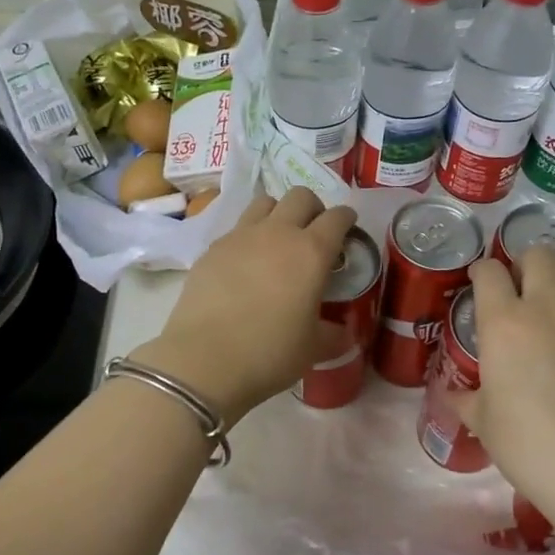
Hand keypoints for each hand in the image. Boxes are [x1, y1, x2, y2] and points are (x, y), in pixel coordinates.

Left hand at [133, 188, 356, 425]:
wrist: (205, 358)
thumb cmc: (270, 352)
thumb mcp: (313, 348)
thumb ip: (334, 334)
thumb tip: (345, 331)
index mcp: (311, 251)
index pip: (337, 217)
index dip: (346, 218)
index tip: (348, 228)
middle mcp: (278, 232)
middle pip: (300, 196)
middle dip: (313, 207)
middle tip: (314, 232)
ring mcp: (241, 236)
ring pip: (265, 202)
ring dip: (279, 213)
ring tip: (279, 238)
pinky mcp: (213, 247)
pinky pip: (238, 227)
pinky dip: (249, 235)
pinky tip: (247, 262)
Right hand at [455, 248, 554, 548]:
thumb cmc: (529, 445)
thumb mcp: (485, 423)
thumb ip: (466, 399)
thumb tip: (451, 394)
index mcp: (503, 322)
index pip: (488, 270)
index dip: (481, 273)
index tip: (481, 285)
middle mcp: (546, 305)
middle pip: (537, 253)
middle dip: (525, 264)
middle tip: (522, 290)